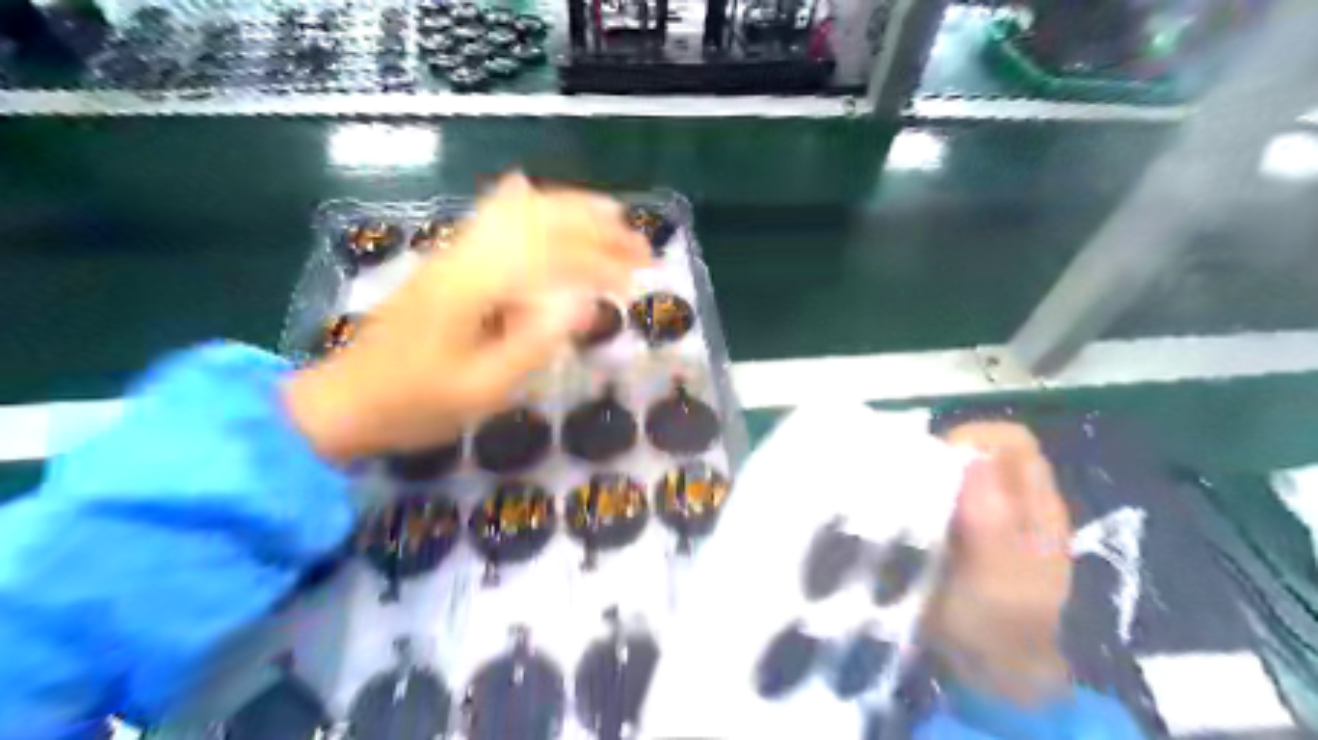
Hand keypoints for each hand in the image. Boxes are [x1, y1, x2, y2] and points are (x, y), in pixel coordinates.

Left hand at [282, 174, 646, 463]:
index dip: (602, 262)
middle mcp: (466, 254)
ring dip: (569, 208)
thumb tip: (586, 305)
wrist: (343, 403)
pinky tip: (532, 192)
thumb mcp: (483, 388)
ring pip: (518, 210)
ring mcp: (451, 253)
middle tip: (639, 243)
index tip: (638, 279)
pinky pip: (491, 217)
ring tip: (611, 214)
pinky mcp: (446, 262)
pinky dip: (524, 204)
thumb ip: (536, 342)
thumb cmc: (415, 404)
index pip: (554, 255)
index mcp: (476, 284)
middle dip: (596, 226)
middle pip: (540, 218)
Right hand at [926, 423, 1070, 705]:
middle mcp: (1017, 499)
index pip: (1012, 442)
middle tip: (913, 485)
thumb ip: (992, 523)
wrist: (988, 666)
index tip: (934, 464)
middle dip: (945, 456)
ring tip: (905, 499)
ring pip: (960, 468)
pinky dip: (922, 492)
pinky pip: (942, 491)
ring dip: (930, 474)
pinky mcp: (963, 526)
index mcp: (1038, 506)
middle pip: (984, 448)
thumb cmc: (997, 624)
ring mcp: (990, 512)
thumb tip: (973, 458)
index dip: (974, 439)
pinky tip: (906, 515)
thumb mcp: (998, 579)